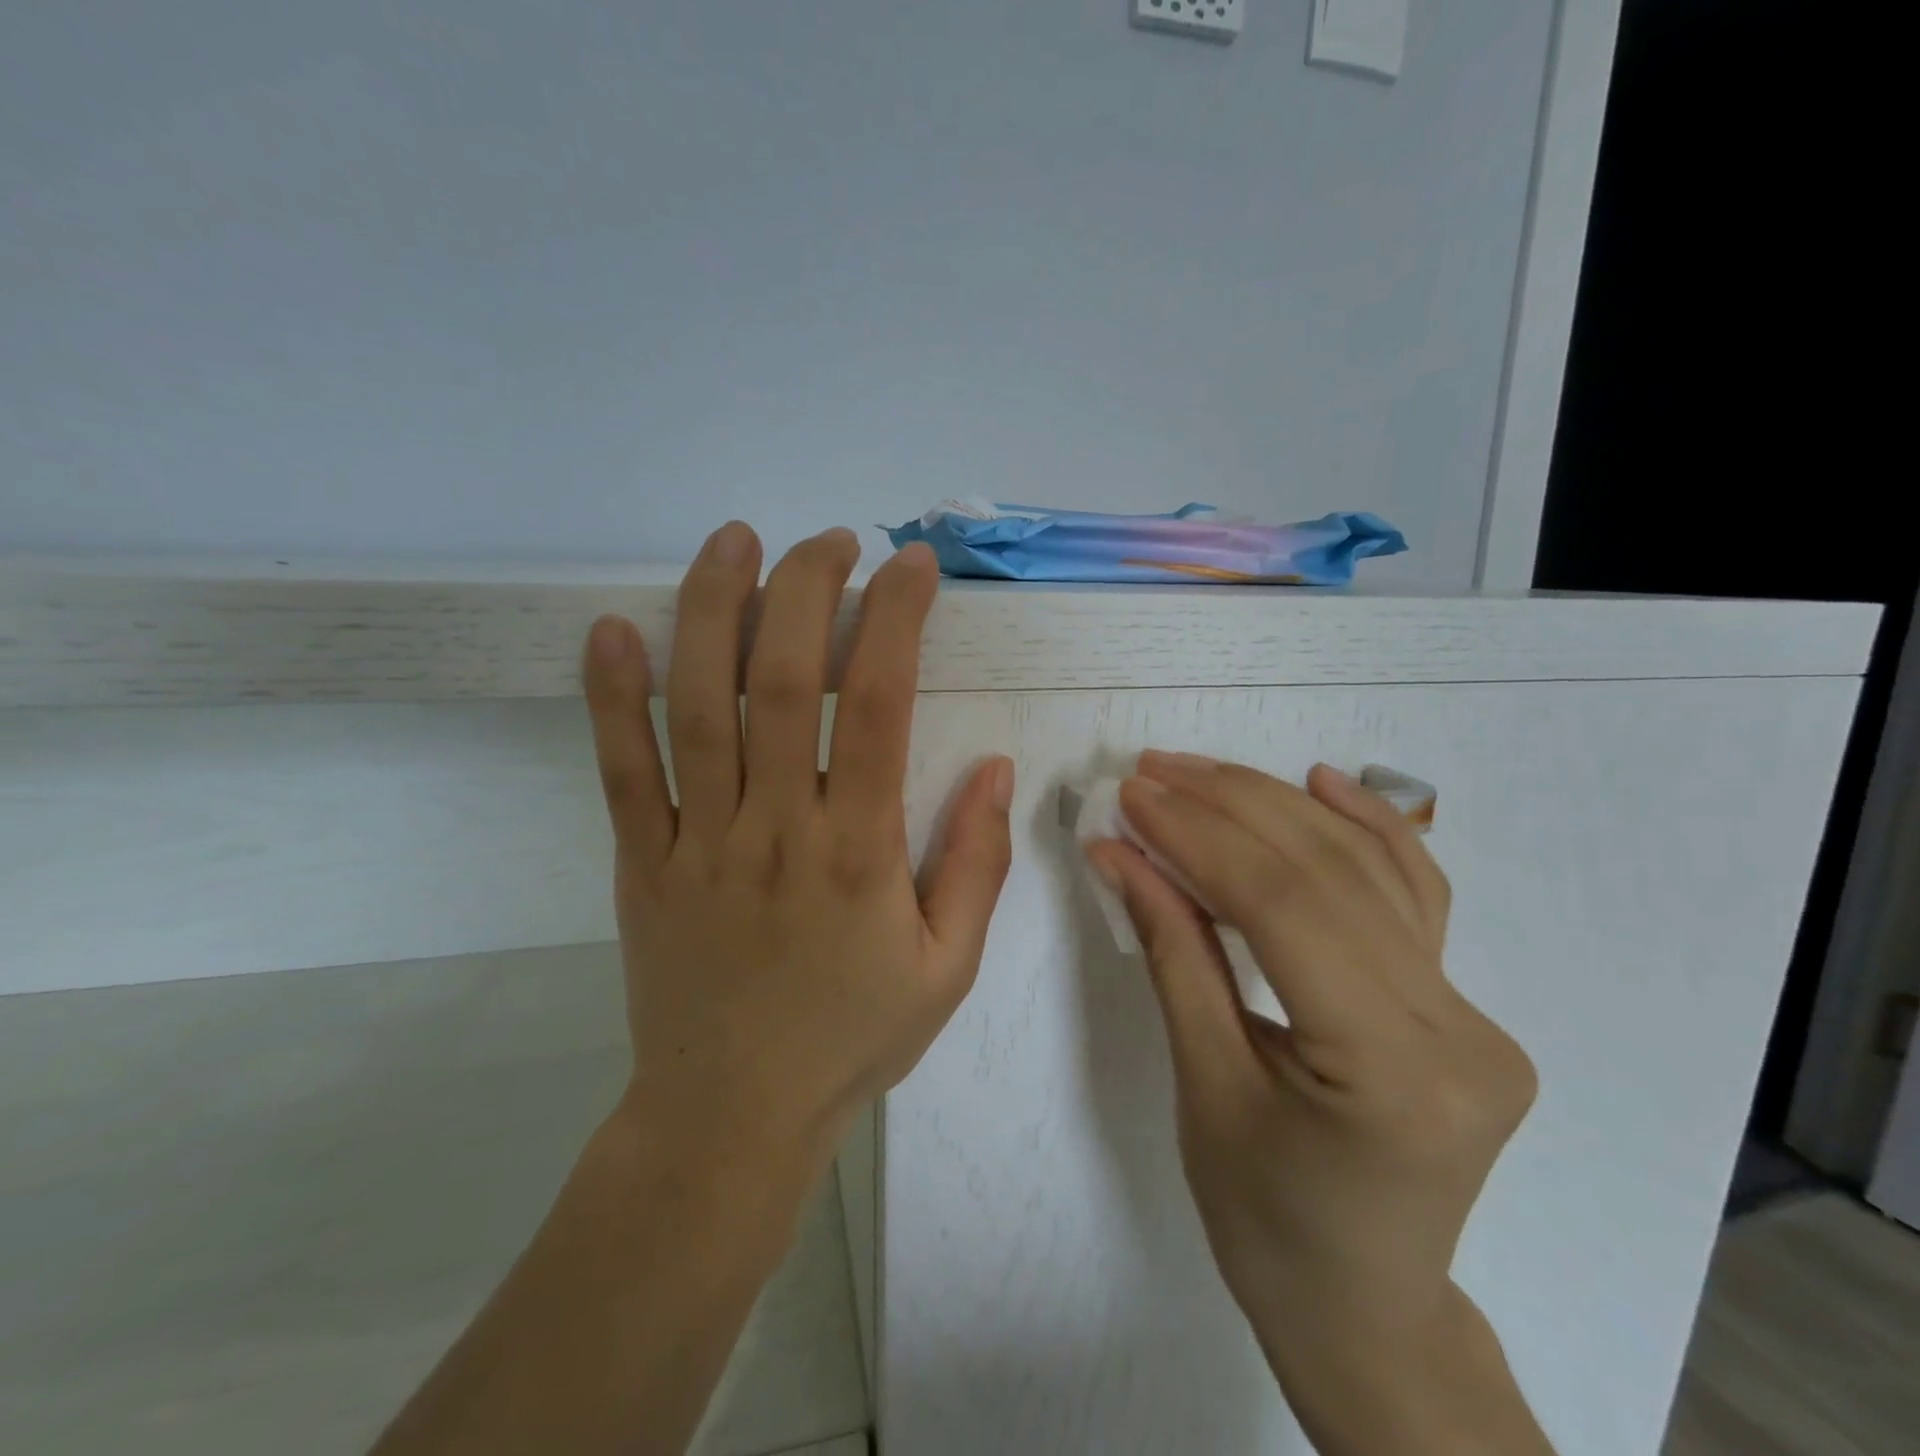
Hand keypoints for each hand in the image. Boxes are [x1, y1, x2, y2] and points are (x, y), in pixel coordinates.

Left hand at [583, 522, 1014, 1158]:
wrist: (732, 1118)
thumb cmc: (852, 1038)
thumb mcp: (949, 967)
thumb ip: (977, 863)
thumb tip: (996, 766)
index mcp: (860, 852)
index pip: (881, 706)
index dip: (896, 620)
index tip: (911, 567)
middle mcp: (777, 829)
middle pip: (783, 681)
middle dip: (807, 590)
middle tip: (828, 541)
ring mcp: (699, 842)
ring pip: (697, 706)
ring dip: (713, 610)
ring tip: (734, 540)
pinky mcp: (642, 863)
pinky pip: (621, 771)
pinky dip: (609, 697)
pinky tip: (611, 629)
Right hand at [1085, 754, 1546, 1453]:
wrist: (1363, 1304)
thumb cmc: (1263, 1218)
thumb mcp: (1203, 1081)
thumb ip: (1172, 951)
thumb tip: (1120, 854)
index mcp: (1392, 1072)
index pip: (1284, 909)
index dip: (1199, 838)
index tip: (1133, 795)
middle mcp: (1456, 1029)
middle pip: (1328, 874)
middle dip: (1228, 807)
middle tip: (1151, 771)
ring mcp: (1471, 1011)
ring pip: (1369, 869)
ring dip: (1276, 805)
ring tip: (1201, 770)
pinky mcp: (1462, 1002)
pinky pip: (1414, 894)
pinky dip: (1367, 826)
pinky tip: (1322, 780)